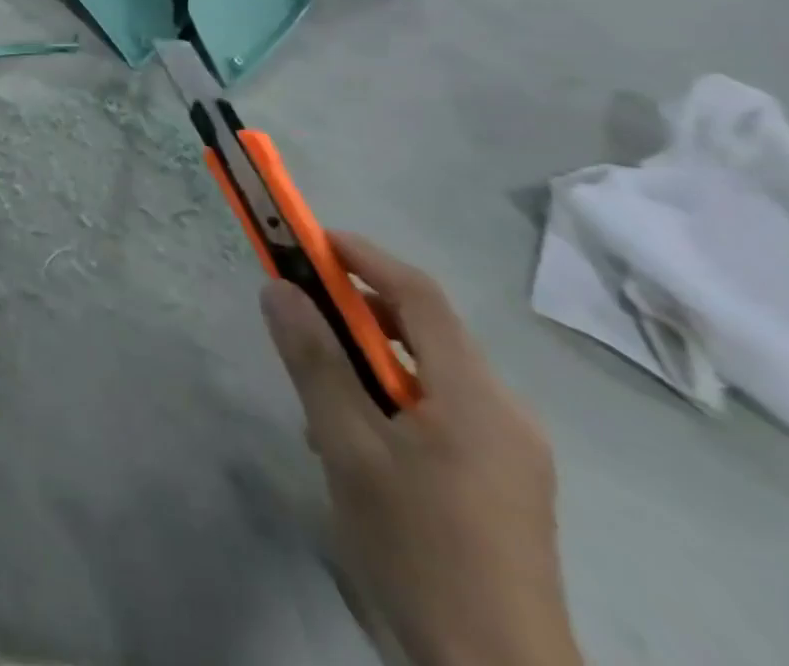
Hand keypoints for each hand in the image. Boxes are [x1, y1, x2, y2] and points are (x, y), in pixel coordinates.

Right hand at [262, 234, 582, 665]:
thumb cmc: (418, 548)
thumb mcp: (348, 448)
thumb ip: (314, 361)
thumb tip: (278, 287)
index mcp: (477, 396)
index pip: (419, 294)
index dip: (364, 256)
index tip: (309, 240)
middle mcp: (505, 411)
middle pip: (426, 330)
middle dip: (358, 309)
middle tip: (299, 312)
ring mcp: (511, 451)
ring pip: (429, 373)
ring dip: (369, 360)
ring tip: (317, 392)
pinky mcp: (503, 483)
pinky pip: (440, 411)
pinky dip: (390, 397)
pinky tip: (355, 440)